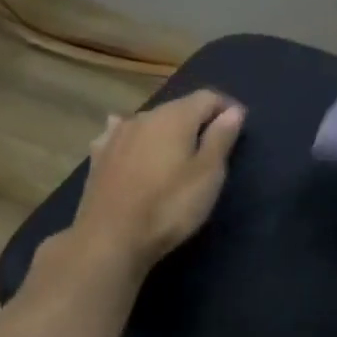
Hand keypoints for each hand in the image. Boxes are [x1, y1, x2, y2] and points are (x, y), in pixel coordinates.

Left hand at [65, 89, 244, 280]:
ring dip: (167, 131)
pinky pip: (122, 136)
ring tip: (177, 152)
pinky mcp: (98, 157)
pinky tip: (133, 148)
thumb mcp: (208, 174)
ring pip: (150, 122)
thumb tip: (233, 111)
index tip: (238, 126)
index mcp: (174, 116)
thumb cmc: (169, 206)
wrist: (109, 238)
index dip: (226, 108)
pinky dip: (136, 139)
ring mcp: (116, 135)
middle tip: (213, 146)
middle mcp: (143, 116)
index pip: (207, 97)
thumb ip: (221, 138)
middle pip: (178, 108)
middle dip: (198, 120)